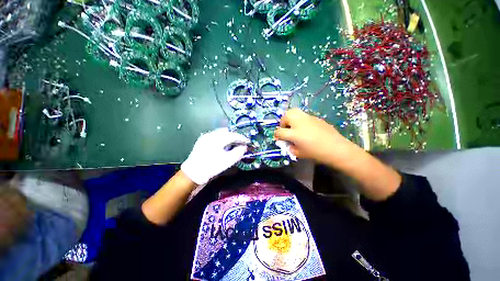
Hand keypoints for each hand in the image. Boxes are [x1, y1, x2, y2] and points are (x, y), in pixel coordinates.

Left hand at [181, 128, 249, 184]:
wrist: (193, 174)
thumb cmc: (211, 167)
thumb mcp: (227, 161)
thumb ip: (238, 153)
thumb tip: (244, 147)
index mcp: (217, 139)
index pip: (233, 135)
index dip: (242, 138)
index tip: (248, 142)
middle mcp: (211, 135)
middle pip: (227, 132)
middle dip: (235, 137)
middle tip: (241, 142)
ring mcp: (205, 137)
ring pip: (221, 133)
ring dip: (229, 137)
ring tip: (234, 143)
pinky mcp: (202, 141)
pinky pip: (215, 136)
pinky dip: (222, 139)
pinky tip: (224, 145)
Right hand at [275, 108, 400, 200]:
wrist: (336, 148)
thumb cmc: (316, 153)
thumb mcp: (299, 153)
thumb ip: (290, 147)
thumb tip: (287, 143)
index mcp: (294, 134)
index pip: (279, 131)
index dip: (277, 135)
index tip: (278, 138)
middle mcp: (299, 123)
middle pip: (285, 116)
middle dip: (282, 122)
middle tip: (286, 128)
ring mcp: (308, 118)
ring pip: (294, 111)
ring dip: (290, 118)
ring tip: (294, 126)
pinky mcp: (315, 118)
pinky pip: (304, 116)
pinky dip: (300, 120)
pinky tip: (306, 128)